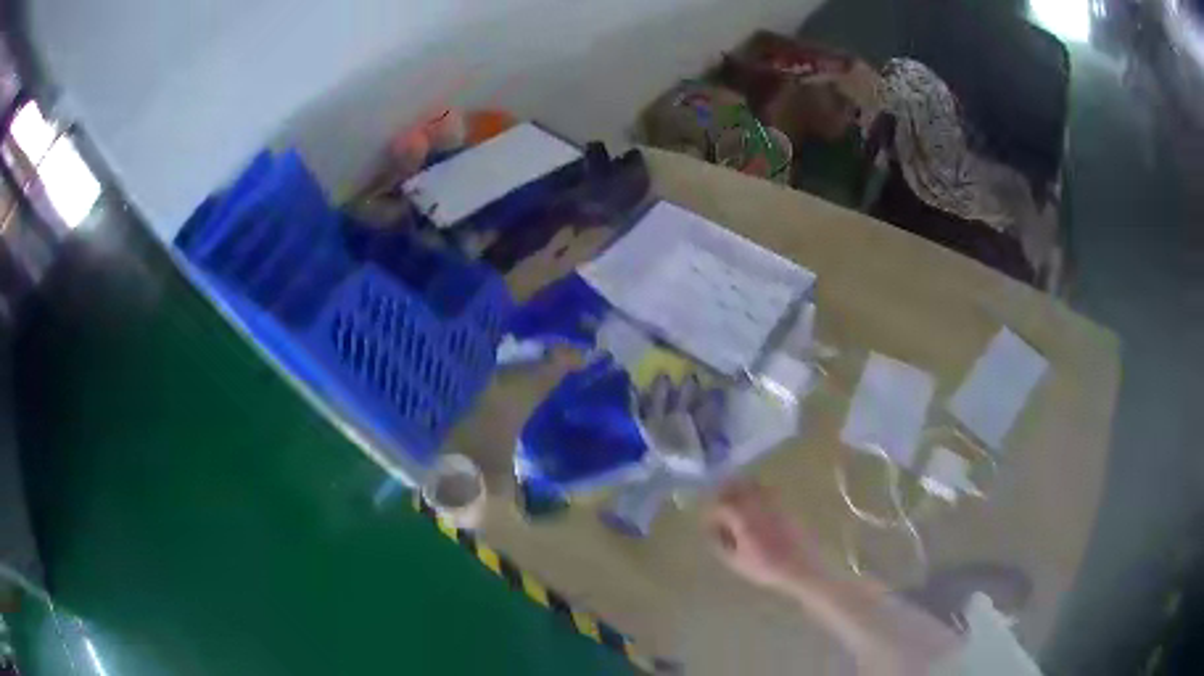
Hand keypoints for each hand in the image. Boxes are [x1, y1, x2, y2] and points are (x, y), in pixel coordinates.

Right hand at [705, 482, 827, 590]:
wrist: (801, 567)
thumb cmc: (767, 568)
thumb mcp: (737, 562)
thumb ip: (721, 545)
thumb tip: (713, 533)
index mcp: (744, 520)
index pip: (721, 506)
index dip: (711, 513)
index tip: (708, 523)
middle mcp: (758, 506)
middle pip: (737, 487)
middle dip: (724, 493)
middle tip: (718, 505)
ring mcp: (774, 504)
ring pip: (754, 485)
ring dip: (741, 489)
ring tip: (736, 502)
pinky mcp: (786, 506)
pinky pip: (769, 491)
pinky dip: (758, 492)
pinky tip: (756, 506)